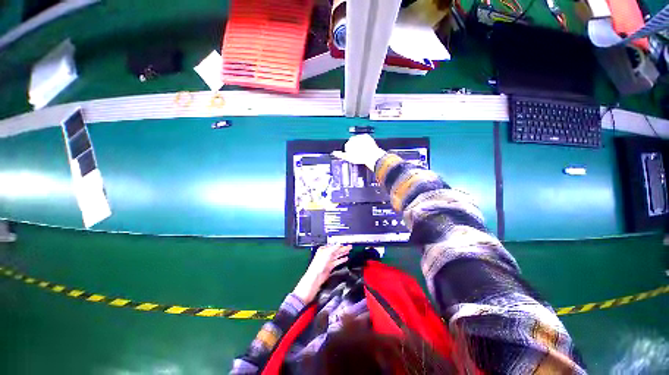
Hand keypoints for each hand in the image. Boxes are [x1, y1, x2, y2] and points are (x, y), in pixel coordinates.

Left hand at [292, 244, 351, 303]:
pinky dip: (342, 260)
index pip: (334, 245)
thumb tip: (339, 243)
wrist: (316, 277)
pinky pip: (337, 261)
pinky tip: (345, 258)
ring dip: (343, 253)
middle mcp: (326, 254)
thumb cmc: (318, 265)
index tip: (346, 244)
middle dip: (343, 248)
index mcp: (324, 249)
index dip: (340, 244)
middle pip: (336, 250)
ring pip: (337, 255)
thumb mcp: (327, 253)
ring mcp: (328, 261)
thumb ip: (334, 248)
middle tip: (349, 247)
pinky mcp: (330, 266)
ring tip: (349, 251)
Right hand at [332, 134, 385, 170]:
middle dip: (354, 146)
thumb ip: (340, 154)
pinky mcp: (366, 136)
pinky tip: (366, 146)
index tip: (353, 154)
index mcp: (347, 143)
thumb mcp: (348, 158)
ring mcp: (360, 136)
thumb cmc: (360, 157)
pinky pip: (364, 137)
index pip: (346, 146)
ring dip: (359, 143)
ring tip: (362, 150)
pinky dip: (365, 141)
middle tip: (358, 152)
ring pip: (358, 139)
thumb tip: (334, 153)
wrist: (371, 156)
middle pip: (352, 141)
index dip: (350, 151)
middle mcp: (353, 138)